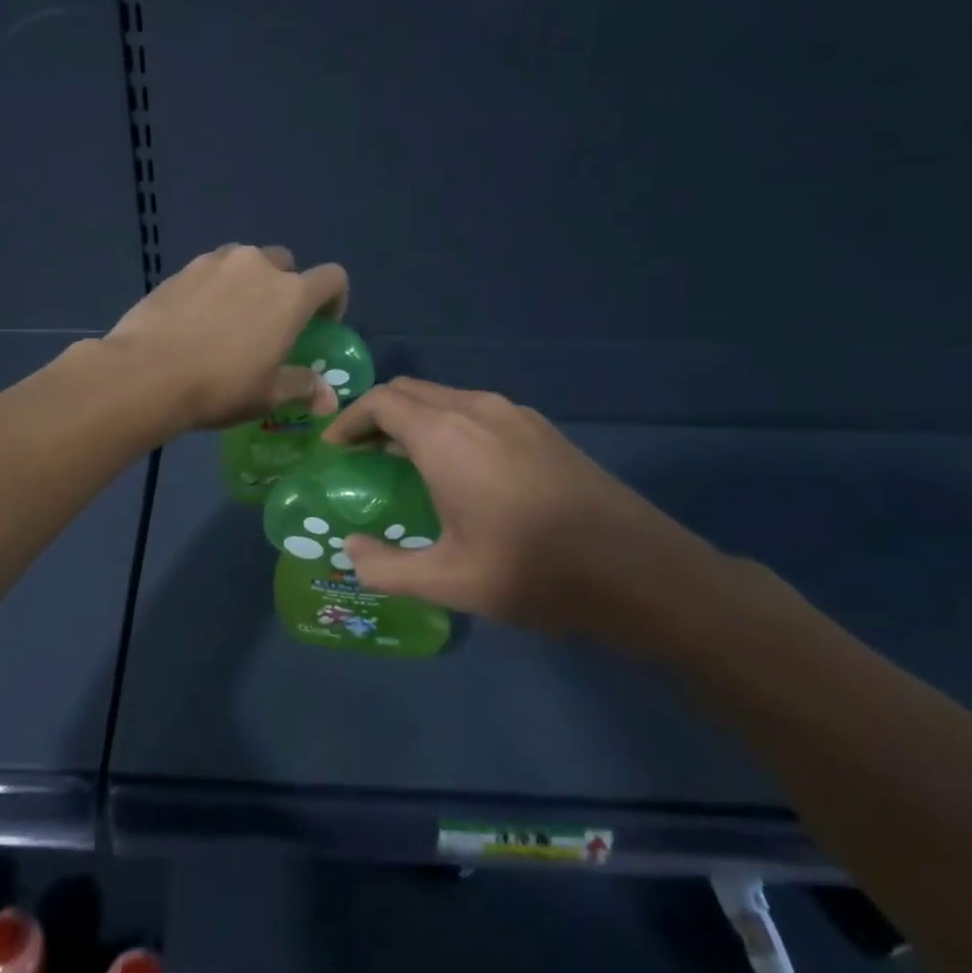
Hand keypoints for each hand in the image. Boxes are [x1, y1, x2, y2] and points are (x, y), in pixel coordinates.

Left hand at [104, 244, 348, 433]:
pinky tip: (198, 318)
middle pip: (286, 264)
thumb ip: (303, 387)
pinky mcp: (182, 268)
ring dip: (249, 281)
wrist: (146, 373)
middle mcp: (258, 266)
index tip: (322, 324)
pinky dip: (215, 286)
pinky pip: (211, 270)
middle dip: (287, 287)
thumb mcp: (267, 395)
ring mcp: (216, 262)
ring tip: (232, 317)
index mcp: (291, 295)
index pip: (332, 278)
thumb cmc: (220, 386)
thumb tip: (329, 398)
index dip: (334, 299)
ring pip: (246, 261)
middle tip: (271, 323)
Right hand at [321, 378, 725, 646]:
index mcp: (446, 436)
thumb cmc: (533, 572)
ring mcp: (516, 415)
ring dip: (415, 419)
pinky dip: (448, 425)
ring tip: (402, 460)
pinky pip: (478, 410)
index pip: (381, 402)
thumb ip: (386, 568)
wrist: (639, 571)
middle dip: (378, 415)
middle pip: (411, 391)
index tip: (332, 449)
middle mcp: (477, 410)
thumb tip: (352, 553)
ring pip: (447, 397)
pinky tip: (458, 468)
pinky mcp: (543, 429)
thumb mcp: (449, 581)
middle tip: (361, 454)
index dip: (349, 421)